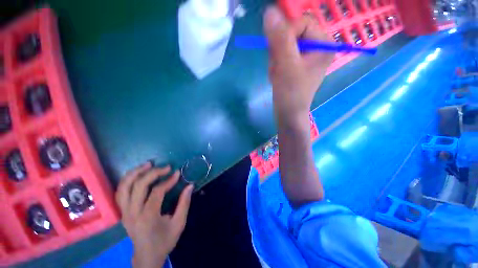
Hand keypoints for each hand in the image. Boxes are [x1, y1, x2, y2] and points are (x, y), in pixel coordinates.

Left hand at [116, 162, 193, 267]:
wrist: (146, 256)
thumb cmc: (164, 241)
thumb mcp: (179, 224)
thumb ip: (184, 203)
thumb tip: (190, 185)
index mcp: (148, 217)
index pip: (156, 192)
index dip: (168, 181)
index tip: (177, 174)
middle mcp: (132, 213)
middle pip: (138, 186)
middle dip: (153, 173)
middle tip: (166, 167)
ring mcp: (124, 212)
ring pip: (124, 187)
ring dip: (135, 173)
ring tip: (148, 164)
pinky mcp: (122, 212)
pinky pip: (120, 192)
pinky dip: (128, 180)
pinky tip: (137, 174)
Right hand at [264, 6, 333, 121]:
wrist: (288, 113)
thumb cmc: (291, 93)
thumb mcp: (286, 64)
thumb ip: (279, 38)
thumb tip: (269, 12)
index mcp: (323, 43)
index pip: (302, 22)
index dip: (286, 34)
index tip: (278, 53)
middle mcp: (318, 46)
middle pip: (292, 34)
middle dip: (279, 51)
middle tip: (278, 67)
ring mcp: (307, 56)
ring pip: (285, 45)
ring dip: (276, 59)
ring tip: (277, 74)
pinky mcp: (298, 64)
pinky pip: (283, 55)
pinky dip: (276, 65)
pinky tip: (277, 76)